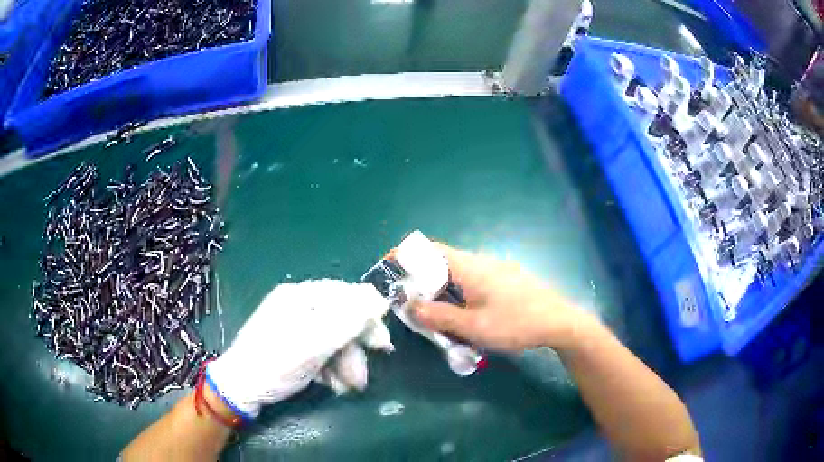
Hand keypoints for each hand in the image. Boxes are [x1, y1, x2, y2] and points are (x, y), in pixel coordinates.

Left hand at [206, 279, 391, 419]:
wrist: (240, 389)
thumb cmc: (276, 363)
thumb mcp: (314, 343)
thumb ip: (348, 321)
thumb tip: (379, 298)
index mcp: (300, 296)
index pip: (346, 295)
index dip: (367, 318)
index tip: (381, 345)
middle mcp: (297, 306)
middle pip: (339, 320)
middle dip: (353, 350)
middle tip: (363, 377)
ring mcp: (293, 326)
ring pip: (331, 339)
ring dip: (344, 364)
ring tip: (347, 387)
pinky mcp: (291, 346)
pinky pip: (319, 350)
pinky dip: (330, 367)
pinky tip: (332, 384)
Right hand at [413, 244, 586, 352]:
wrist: (560, 321)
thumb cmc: (516, 323)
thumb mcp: (473, 327)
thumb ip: (438, 317)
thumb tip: (408, 305)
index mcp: (469, 267)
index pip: (429, 250)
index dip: (405, 255)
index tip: (388, 271)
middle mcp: (480, 261)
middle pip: (440, 263)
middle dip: (421, 282)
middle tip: (412, 307)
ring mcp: (494, 269)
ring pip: (457, 274)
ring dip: (441, 291)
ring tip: (436, 317)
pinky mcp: (504, 279)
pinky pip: (472, 281)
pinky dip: (458, 295)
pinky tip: (464, 316)